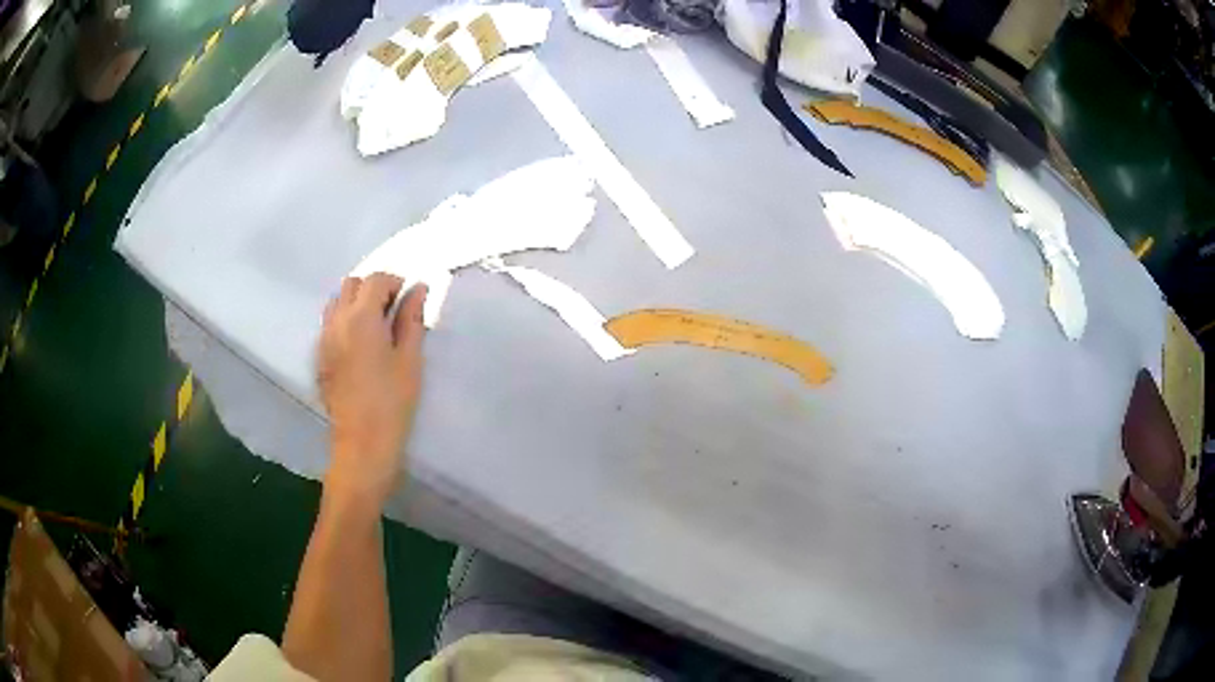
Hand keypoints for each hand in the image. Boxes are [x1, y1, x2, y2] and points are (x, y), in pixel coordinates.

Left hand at [317, 274, 427, 505]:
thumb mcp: (410, 359)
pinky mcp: (319, 357)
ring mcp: (324, 339)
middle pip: (351, 285)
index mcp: (362, 318)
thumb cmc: (393, 402)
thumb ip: (412, 319)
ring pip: (336, 302)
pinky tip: (360, 344)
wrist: (362, 443)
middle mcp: (337, 322)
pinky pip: (329, 324)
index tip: (409, 299)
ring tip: (375, 325)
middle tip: (394, 310)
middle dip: (373, 288)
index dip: (394, 282)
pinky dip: (344, 320)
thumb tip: (418, 289)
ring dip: (356, 302)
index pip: (375, 280)